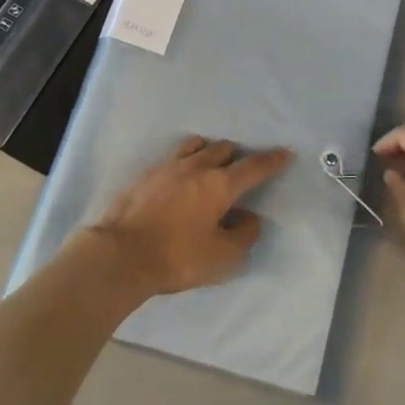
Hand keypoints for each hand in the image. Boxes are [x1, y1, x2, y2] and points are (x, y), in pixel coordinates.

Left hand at [87, 137, 290, 298]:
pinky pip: (173, 158)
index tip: (284, 153)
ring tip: (211, 164)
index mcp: (219, 185)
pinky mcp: (146, 175)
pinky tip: (180, 178)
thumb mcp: (221, 256)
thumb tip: (249, 218)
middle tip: (241, 169)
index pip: (253, 167)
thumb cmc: (176, 257)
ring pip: (196, 147)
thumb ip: (243, 235)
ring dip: (210, 152)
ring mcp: (168, 168)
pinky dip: (185, 162)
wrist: (119, 254)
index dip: (271, 160)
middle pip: (223, 149)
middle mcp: (196, 168)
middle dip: (237, 156)